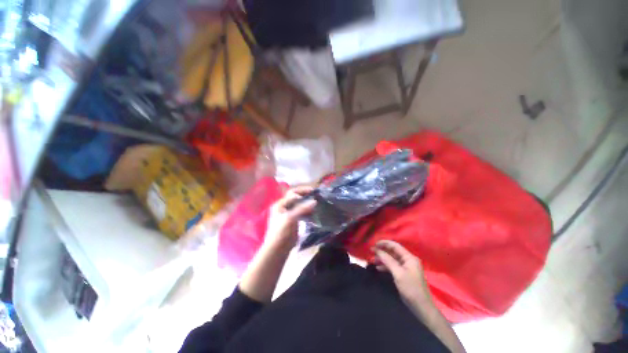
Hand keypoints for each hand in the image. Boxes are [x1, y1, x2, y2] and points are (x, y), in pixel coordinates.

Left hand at [264, 186, 316, 249]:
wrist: (278, 249)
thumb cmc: (281, 232)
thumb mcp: (290, 218)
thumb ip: (302, 209)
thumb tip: (314, 201)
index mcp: (280, 204)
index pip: (292, 193)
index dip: (302, 191)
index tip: (313, 191)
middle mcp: (284, 207)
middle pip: (296, 198)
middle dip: (306, 196)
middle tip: (316, 195)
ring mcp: (289, 214)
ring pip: (300, 205)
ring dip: (308, 203)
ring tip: (317, 203)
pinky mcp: (294, 221)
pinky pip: (302, 212)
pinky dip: (308, 211)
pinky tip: (314, 212)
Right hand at [373, 240, 431, 304]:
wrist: (421, 307)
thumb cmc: (411, 288)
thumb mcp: (398, 273)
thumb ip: (387, 260)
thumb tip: (377, 250)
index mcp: (409, 257)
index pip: (395, 245)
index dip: (384, 243)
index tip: (374, 245)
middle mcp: (408, 260)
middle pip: (393, 252)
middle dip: (382, 252)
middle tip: (371, 253)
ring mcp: (406, 268)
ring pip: (392, 259)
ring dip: (383, 259)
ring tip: (373, 261)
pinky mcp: (404, 274)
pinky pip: (393, 266)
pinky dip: (386, 266)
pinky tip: (378, 268)